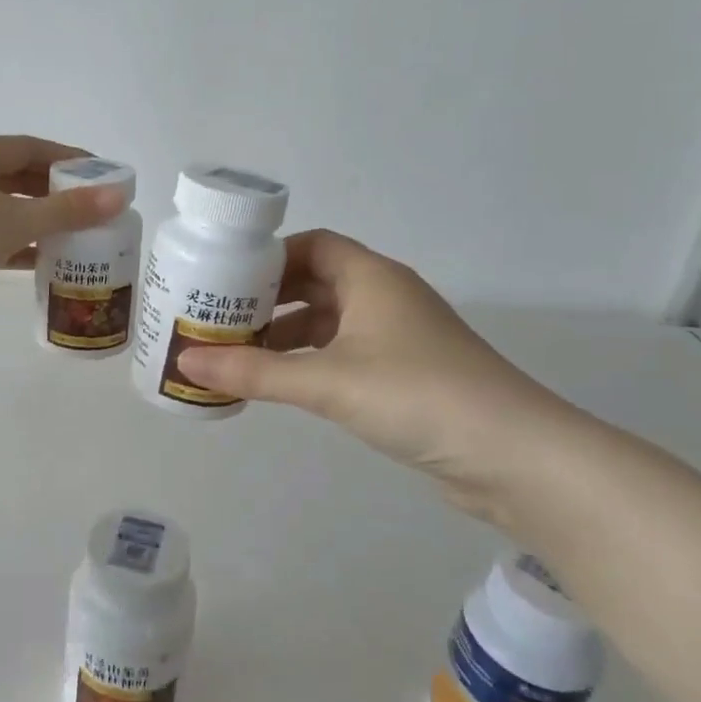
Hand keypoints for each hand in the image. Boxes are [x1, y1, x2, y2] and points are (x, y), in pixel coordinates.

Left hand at [0, 135, 127, 333]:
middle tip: (89, 208)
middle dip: (52, 191)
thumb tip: (119, 196)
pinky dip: (10, 241)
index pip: (28, 147)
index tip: (101, 174)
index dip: (68, 158)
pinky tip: (38, 259)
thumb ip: (67, 211)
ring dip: (33, 219)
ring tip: (71, 234)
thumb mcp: (14, 224)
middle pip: (12, 175)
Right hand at [175, 231, 576, 508]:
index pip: (312, 245)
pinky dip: (308, 362)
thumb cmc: (418, 395)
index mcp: (372, 278)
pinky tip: (280, 383)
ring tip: (236, 354)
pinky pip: (342, 353)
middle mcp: (385, 298)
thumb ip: (254, 373)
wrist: (514, 456)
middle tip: (218, 318)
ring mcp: (398, 338)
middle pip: (315, 282)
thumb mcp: (327, 382)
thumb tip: (186, 364)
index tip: (223, 277)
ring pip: (328, 322)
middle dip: (268, 298)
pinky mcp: (404, 375)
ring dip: (285, 334)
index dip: (267, 257)